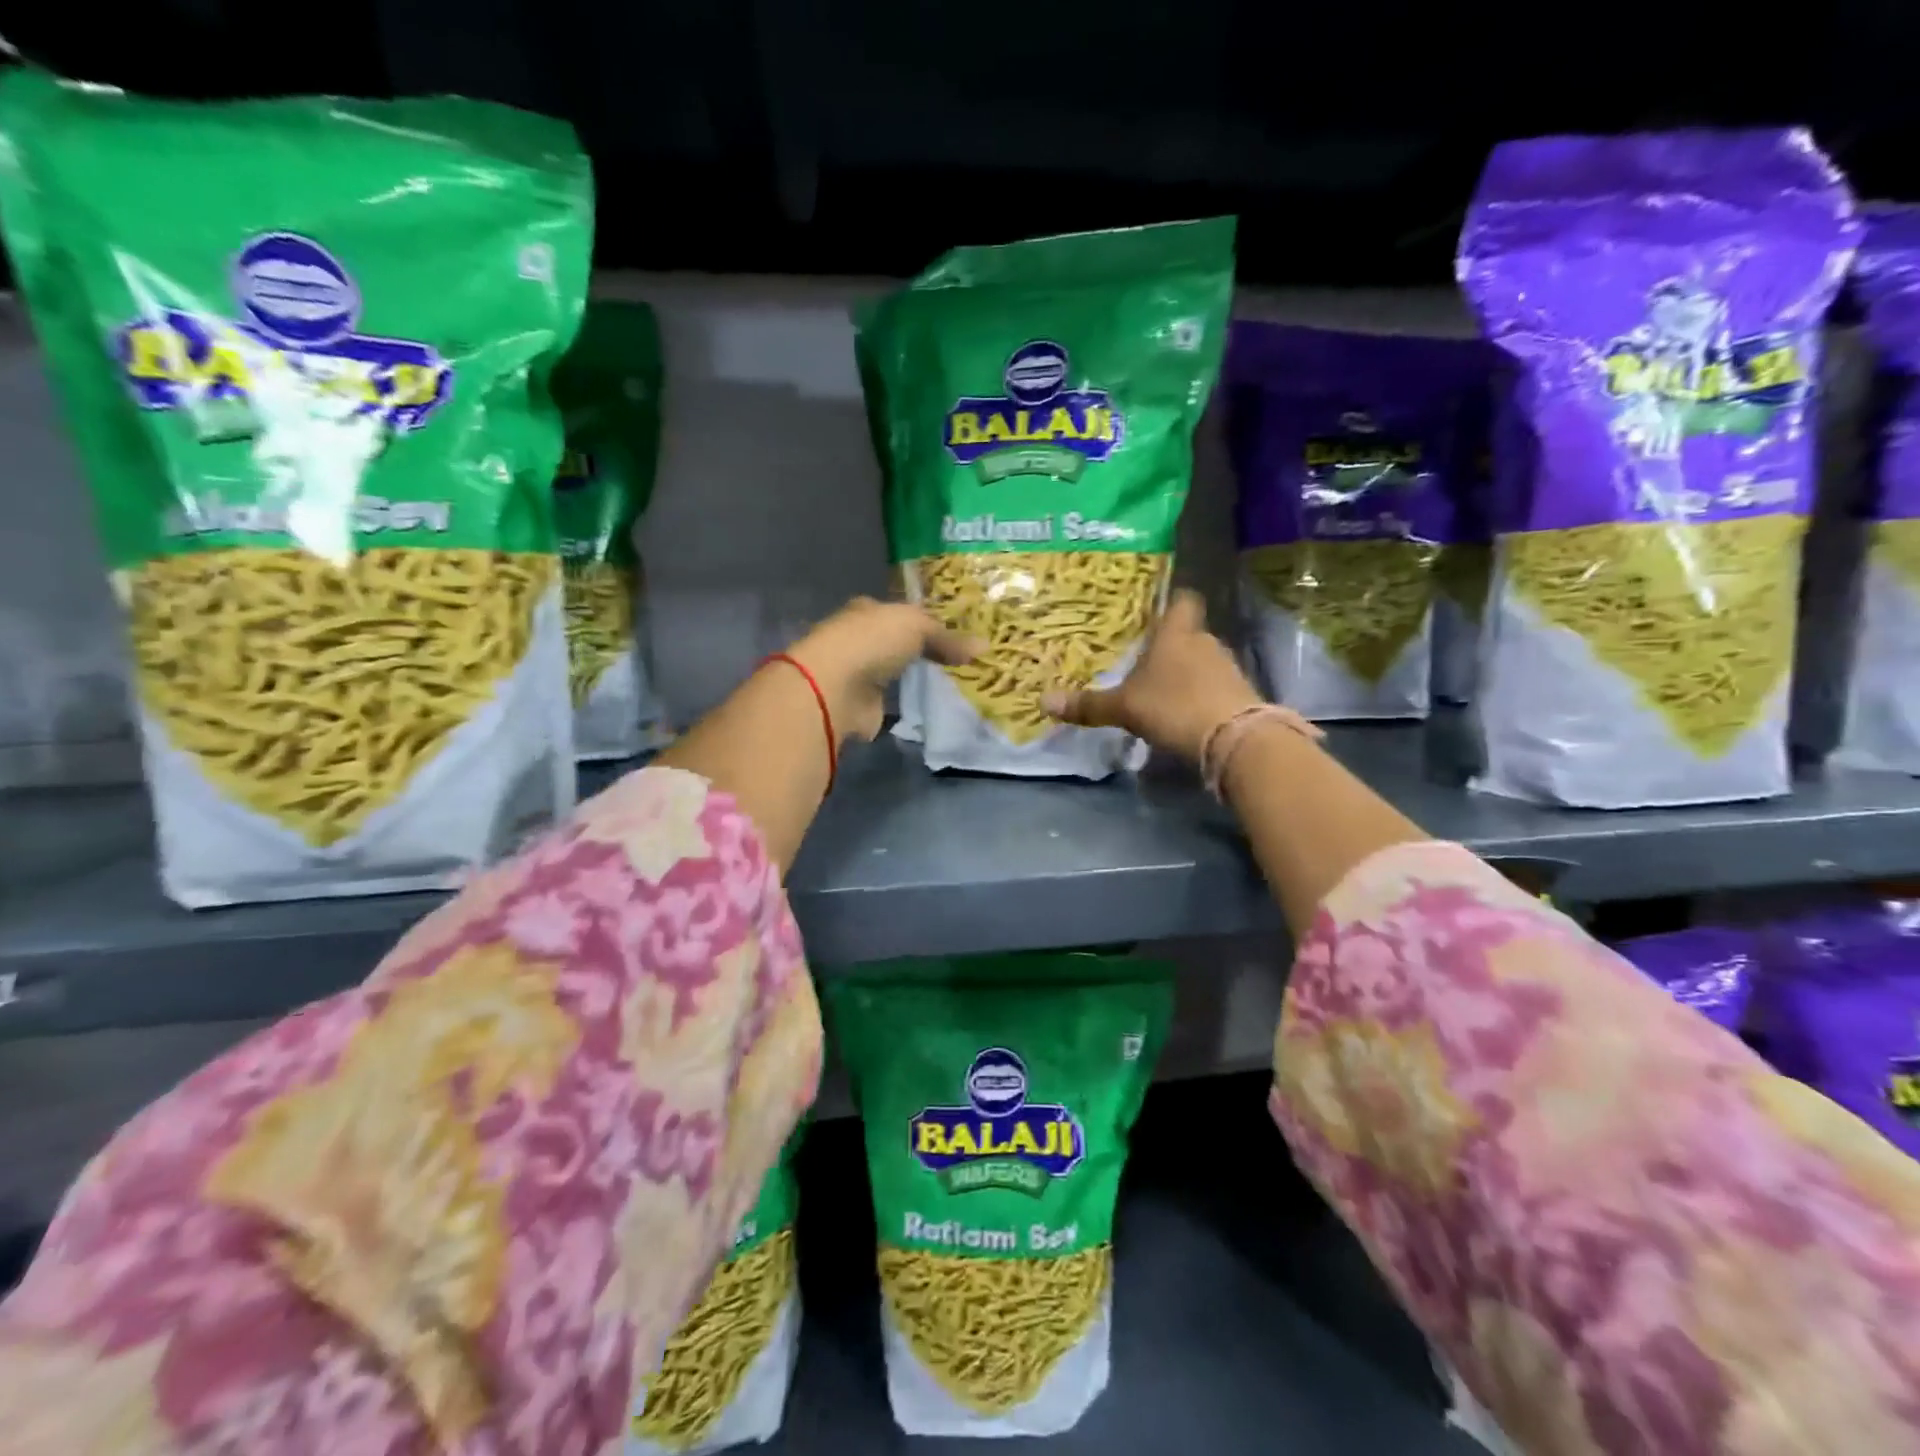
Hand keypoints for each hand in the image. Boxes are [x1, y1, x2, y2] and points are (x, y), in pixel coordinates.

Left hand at [784, 597, 976, 742]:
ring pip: (891, 673)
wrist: (835, 688)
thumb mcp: (917, 627)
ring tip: (946, 683)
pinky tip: (925, 707)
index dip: (921, 620)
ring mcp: (857, 674)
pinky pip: (889, 703)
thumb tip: (983, 647)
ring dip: (909, 678)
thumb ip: (947, 638)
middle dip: (916, 651)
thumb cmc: (873, 642)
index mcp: (867, 611)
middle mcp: (858, 639)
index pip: (897, 612)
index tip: (949, 632)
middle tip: (953, 660)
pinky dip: (902, 705)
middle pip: (893, 643)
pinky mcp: (860, 706)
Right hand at [1041, 589, 1263, 762]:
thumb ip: (1088, 705)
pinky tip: (1184, 713)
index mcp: (1176, 634)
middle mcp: (1205, 642)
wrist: (1233, 738)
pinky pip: (1215, 686)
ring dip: (1187, 672)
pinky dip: (1201, 694)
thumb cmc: (1173, 706)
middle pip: (1189, 634)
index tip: (1156, 612)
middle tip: (1146, 661)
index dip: (1171, 603)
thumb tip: (1044, 702)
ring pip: (1203, 660)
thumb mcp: (1124, 707)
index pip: (1182, 601)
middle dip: (1171, 646)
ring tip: (1163, 691)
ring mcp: (1227, 667)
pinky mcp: (1240, 694)